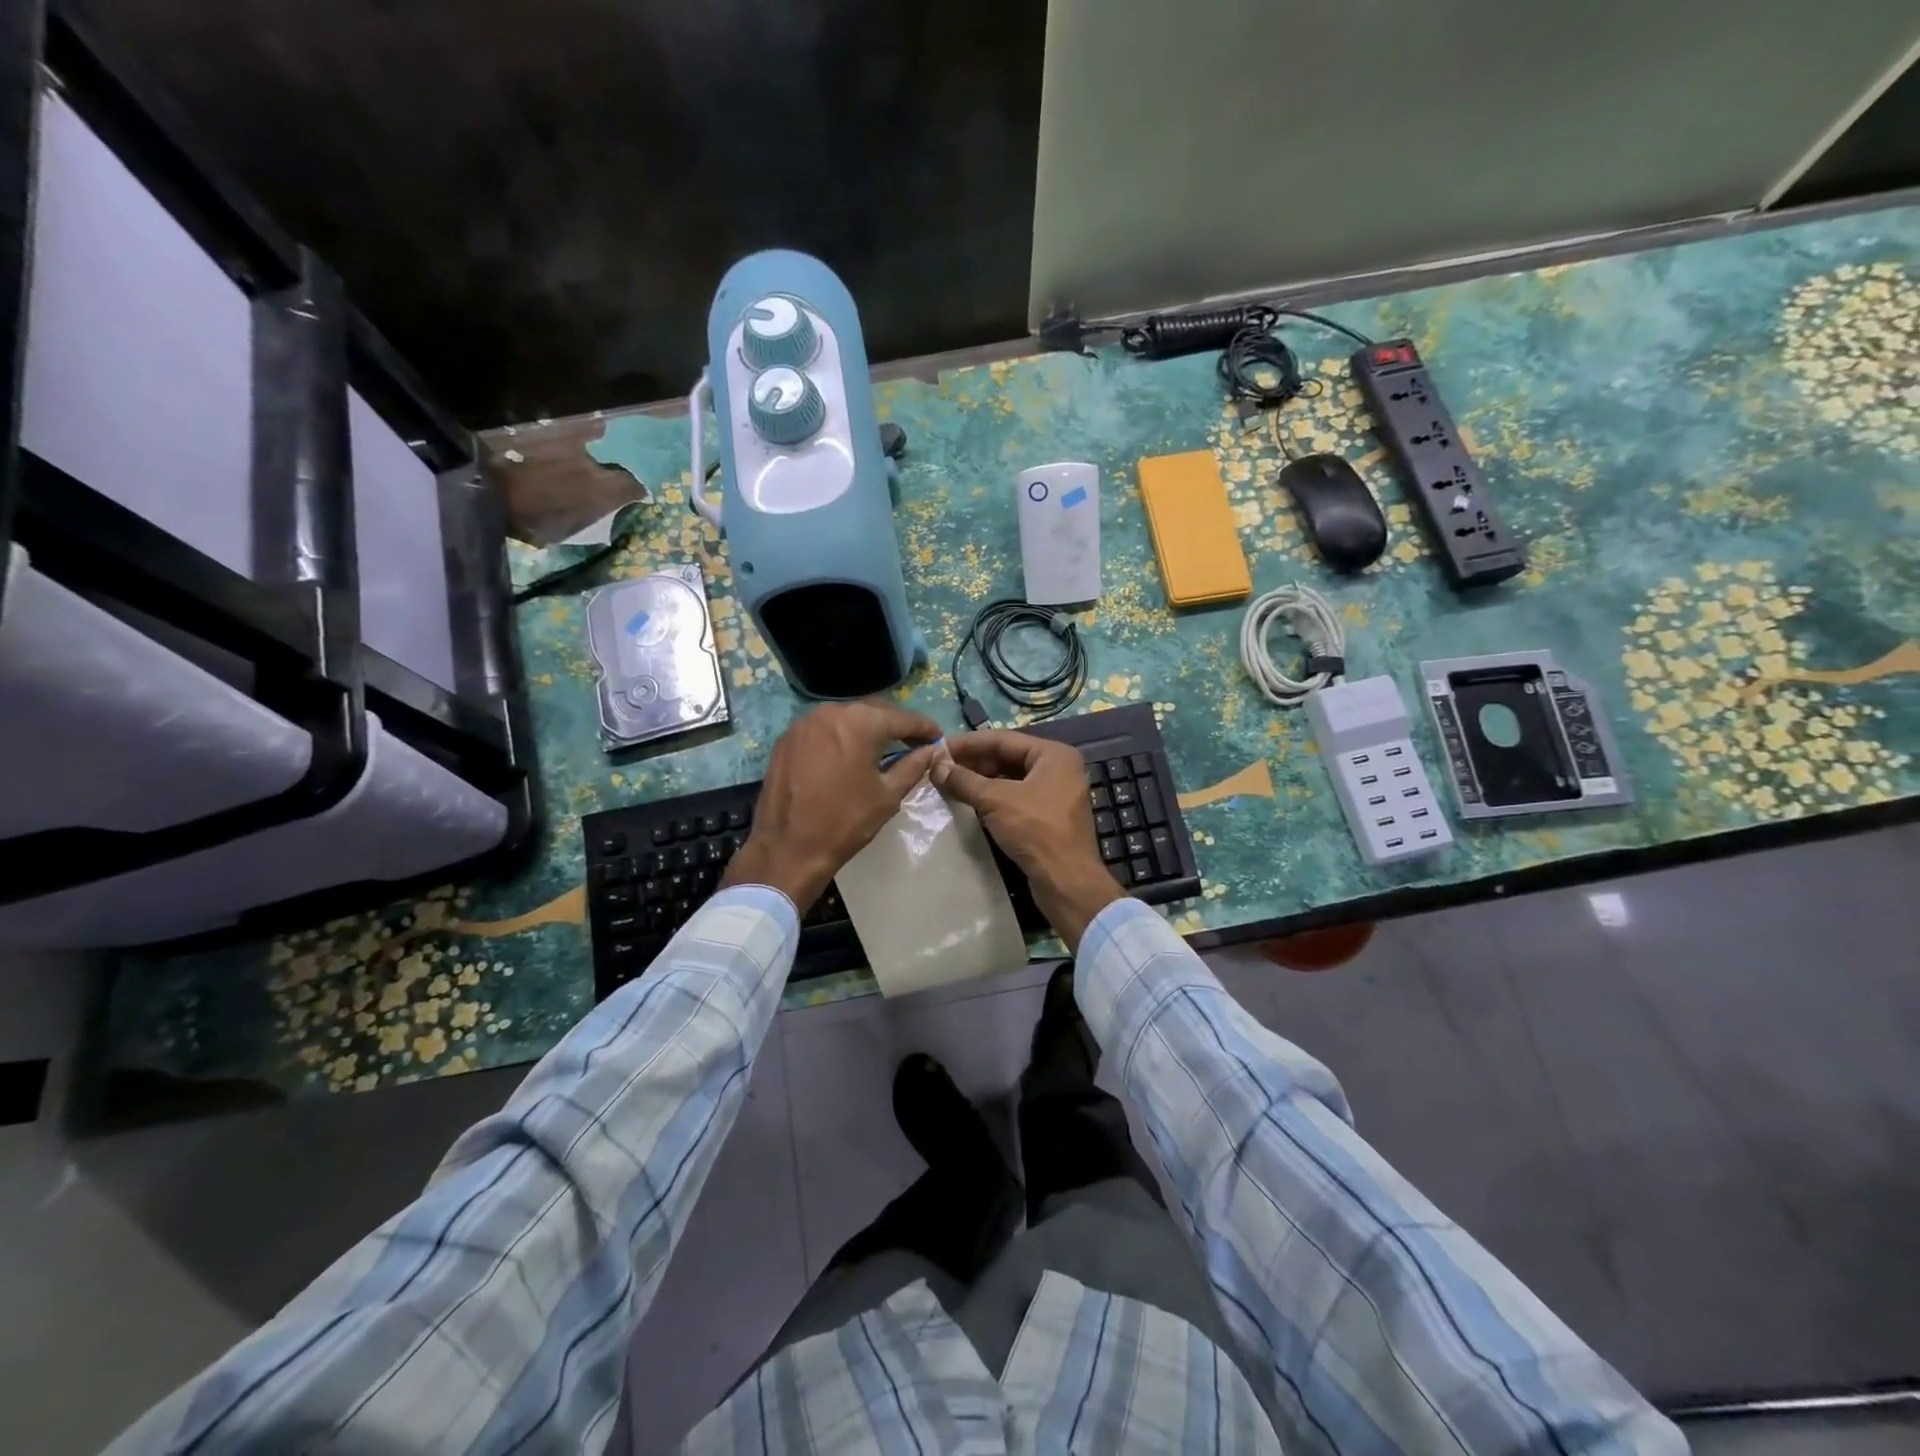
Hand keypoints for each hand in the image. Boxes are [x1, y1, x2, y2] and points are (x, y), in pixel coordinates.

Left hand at [721, 701, 943, 912]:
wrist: (788, 848)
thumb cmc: (846, 822)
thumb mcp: (888, 795)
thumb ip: (913, 766)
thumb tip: (931, 751)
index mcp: (860, 722)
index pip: (902, 718)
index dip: (924, 728)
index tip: (938, 739)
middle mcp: (831, 712)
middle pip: (873, 712)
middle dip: (895, 725)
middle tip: (913, 743)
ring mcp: (804, 723)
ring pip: (845, 718)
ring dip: (866, 729)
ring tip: (881, 749)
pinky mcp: (786, 739)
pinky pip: (822, 729)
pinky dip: (839, 737)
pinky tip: (846, 755)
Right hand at [932, 731, 1120, 951]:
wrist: (1066, 881)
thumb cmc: (1035, 830)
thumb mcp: (995, 800)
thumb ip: (964, 780)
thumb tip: (936, 766)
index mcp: (1053, 754)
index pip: (1003, 739)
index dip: (968, 743)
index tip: (938, 747)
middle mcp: (1058, 768)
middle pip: (1008, 757)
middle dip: (973, 762)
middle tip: (940, 768)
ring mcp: (1056, 793)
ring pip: (1011, 779)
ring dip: (980, 781)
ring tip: (949, 783)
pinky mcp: (1049, 816)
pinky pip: (1016, 797)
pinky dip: (993, 798)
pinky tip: (969, 802)